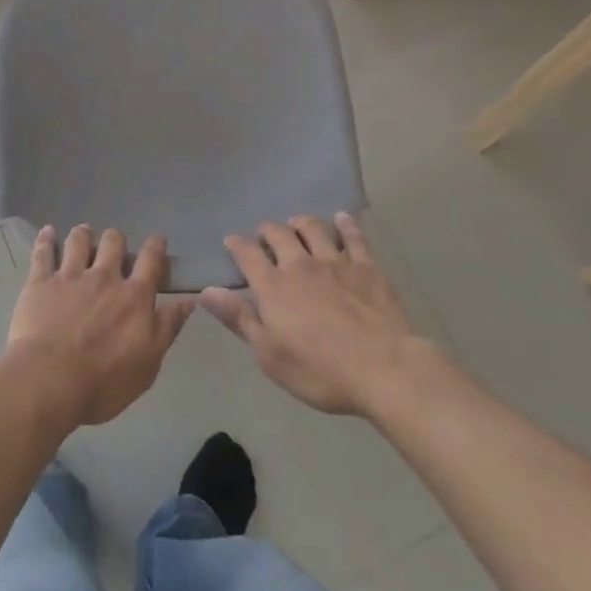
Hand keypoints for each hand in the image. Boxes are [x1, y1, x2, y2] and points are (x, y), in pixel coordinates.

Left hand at [5, 226, 193, 428]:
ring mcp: (70, 276)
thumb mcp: (149, 363)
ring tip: (83, 233)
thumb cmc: (104, 382)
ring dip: (83, 234)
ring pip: (78, 241)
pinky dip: (46, 239)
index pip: (151, 261)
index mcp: (133, 297)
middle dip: (116, 240)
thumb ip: (167, 327)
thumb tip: (188, 300)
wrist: (50, 381)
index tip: (157, 240)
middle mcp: (103, 277)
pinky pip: (42, 252)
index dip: (156, 246)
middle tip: (113, 246)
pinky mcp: (40, 282)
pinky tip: (47, 232)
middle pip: (113, 243)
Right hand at [200, 214, 429, 416]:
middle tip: (265, 236)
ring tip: (297, 224)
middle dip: (267, 231)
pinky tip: (342, 219)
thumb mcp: (270, 355)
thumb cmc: (321, 371)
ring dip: (300, 223)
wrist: (385, 369)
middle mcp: (300, 265)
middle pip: (278, 234)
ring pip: (313, 228)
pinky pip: (353, 236)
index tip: (231, 241)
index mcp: (273, 286)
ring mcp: (335, 262)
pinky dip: (345, 224)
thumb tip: (205, 290)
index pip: (247, 254)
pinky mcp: (367, 266)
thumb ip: (239, 318)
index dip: (236, 244)